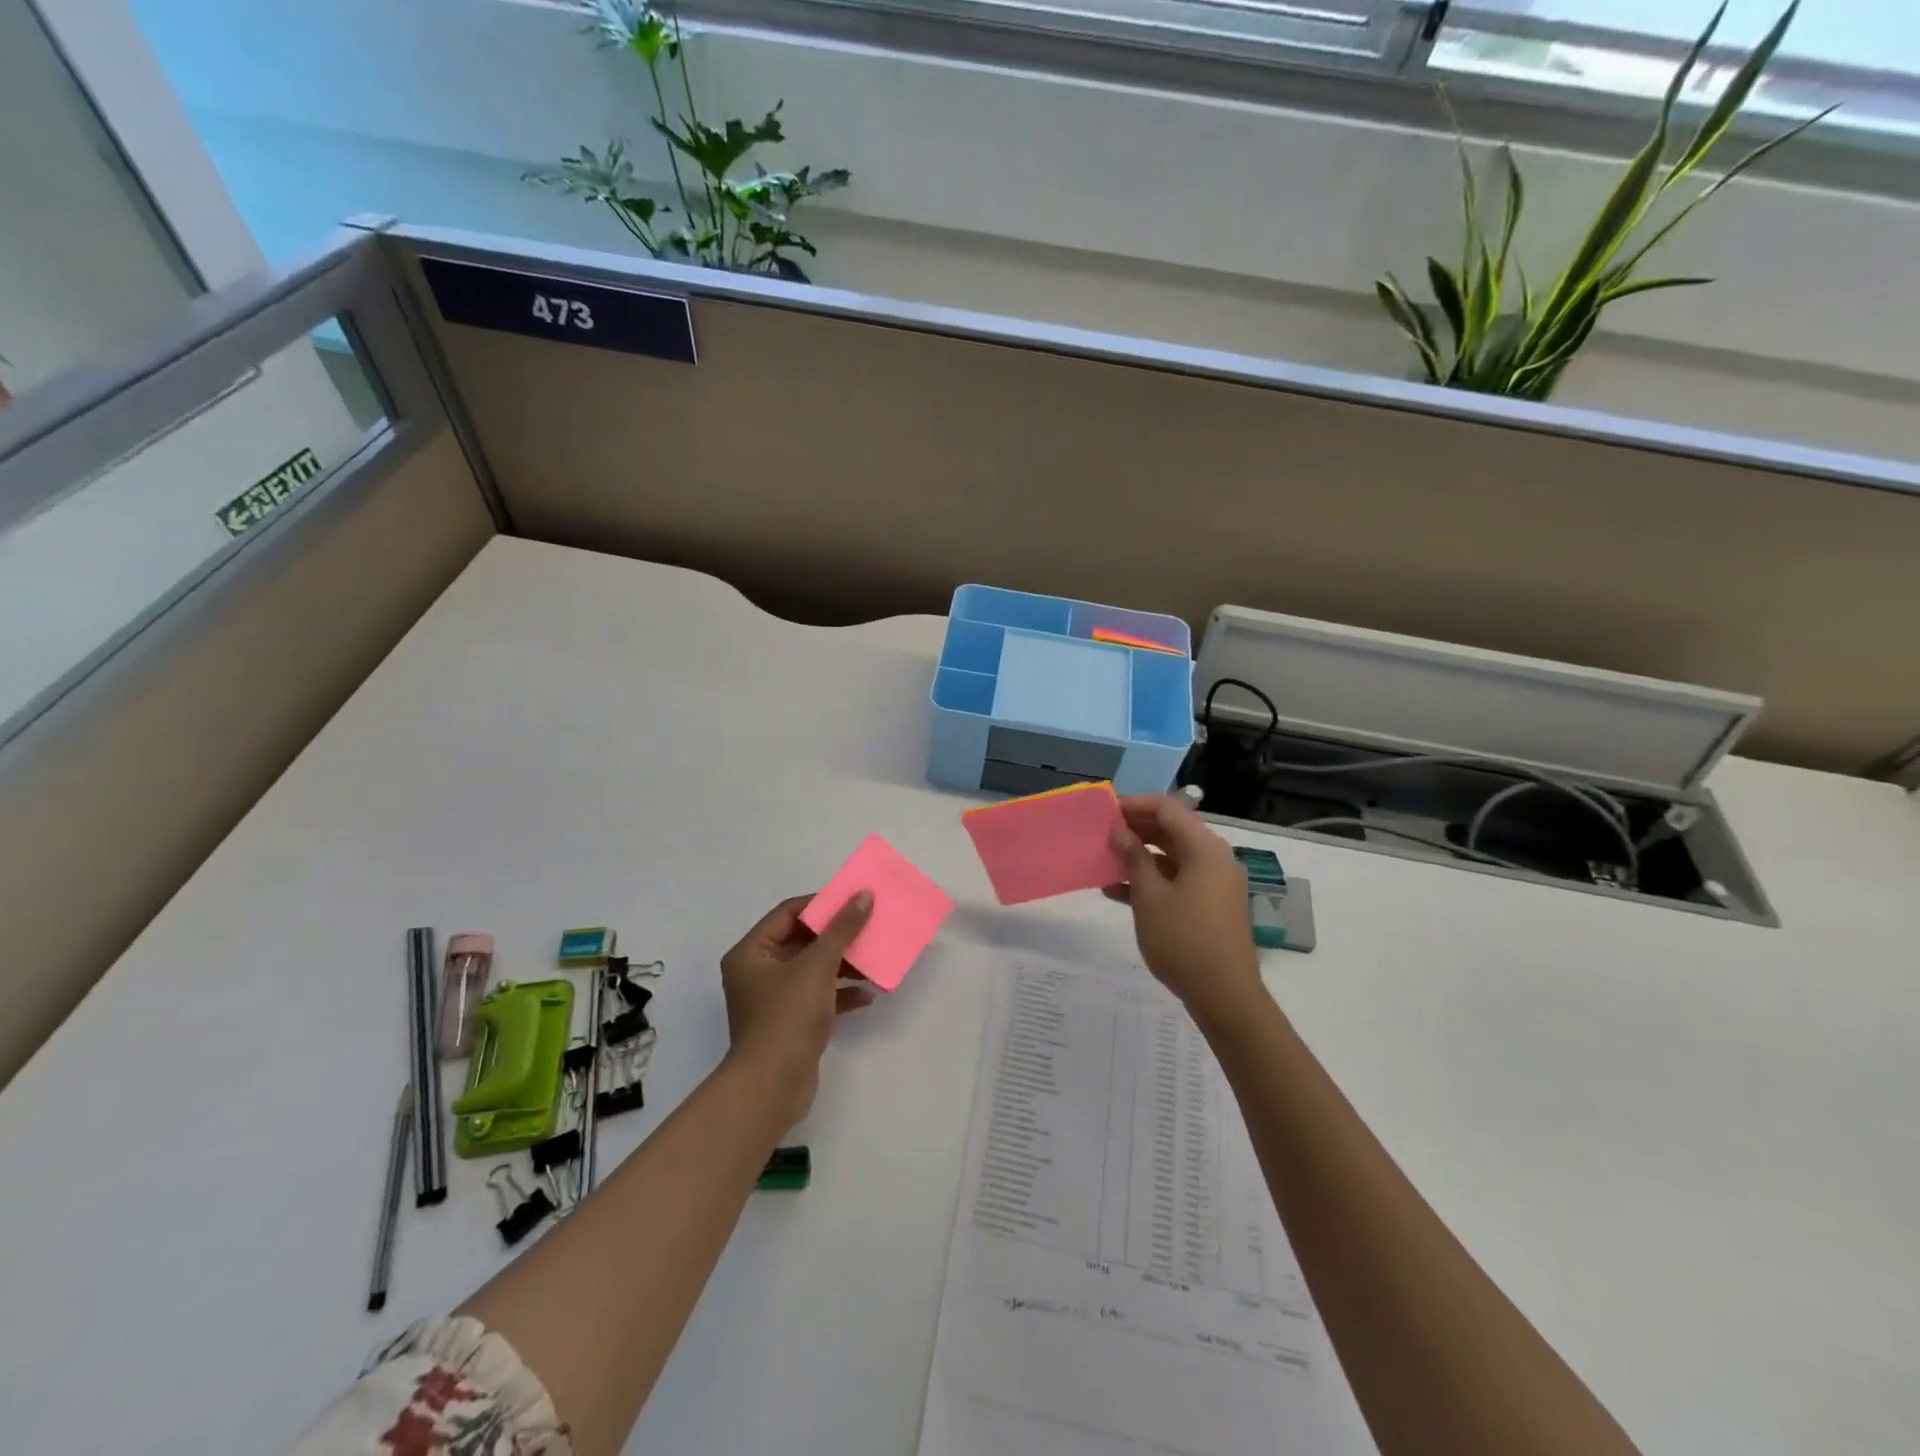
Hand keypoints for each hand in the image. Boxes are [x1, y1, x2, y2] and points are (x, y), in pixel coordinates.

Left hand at [719, 893, 875, 1127]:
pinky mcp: (791, 1023)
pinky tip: (868, 994)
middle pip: (802, 940)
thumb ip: (842, 929)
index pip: (788, 913)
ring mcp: (774, 1000)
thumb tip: (864, 895)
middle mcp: (758, 972)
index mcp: (751, 953)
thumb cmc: (787, 1016)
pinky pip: (819, 997)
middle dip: (837, 935)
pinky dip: (841, 993)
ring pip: (813, 969)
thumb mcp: (818, 966)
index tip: (853, 900)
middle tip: (869, 924)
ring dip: (843, 964)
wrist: (773, 1086)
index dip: (821, 904)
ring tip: (874, 958)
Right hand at [1105, 795, 1266, 1030]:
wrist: (1223, 995)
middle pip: (1171, 830)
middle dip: (1135, 830)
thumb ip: (1134, 858)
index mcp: (1204, 848)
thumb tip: (1120, 832)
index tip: (1105, 811)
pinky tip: (1116, 891)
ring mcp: (1213, 883)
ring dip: (1139, 856)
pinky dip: (1150, 880)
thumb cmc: (1183, 940)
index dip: (1135, 805)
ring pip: (1171, 856)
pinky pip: (1177, 879)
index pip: (1168, 809)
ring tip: (1104, 861)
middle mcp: (1213, 858)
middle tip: (1102, 835)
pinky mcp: (1209, 904)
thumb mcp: (1150, 897)